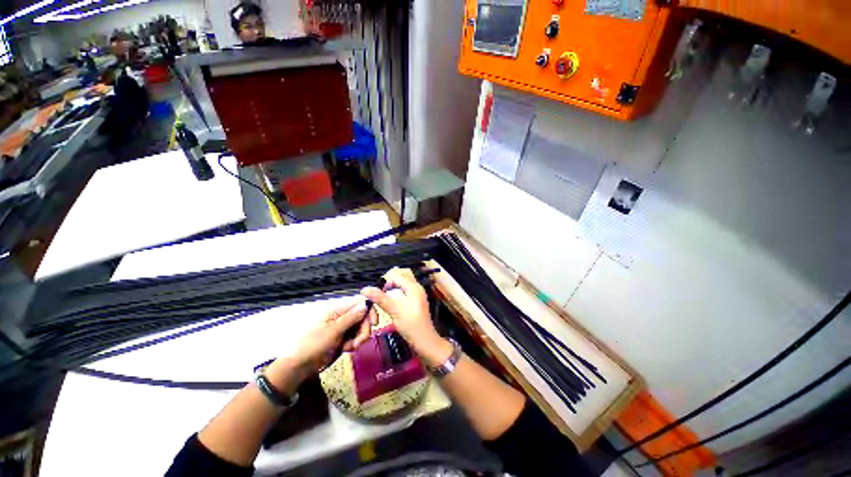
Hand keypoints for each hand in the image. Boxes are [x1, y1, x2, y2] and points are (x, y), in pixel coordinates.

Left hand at [266, 297, 373, 387]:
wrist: (299, 366)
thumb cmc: (312, 345)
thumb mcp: (333, 331)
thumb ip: (351, 317)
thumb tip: (366, 304)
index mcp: (338, 309)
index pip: (360, 302)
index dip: (370, 311)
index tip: (374, 324)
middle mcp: (342, 315)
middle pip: (363, 316)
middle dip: (364, 329)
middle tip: (358, 342)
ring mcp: (342, 326)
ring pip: (361, 327)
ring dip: (359, 338)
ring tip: (349, 347)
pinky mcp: (342, 337)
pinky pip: (355, 336)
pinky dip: (354, 343)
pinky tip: (346, 349)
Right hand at [361, 268, 450, 366]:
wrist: (424, 341)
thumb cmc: (411, 324)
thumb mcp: (394, 309)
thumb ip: (380, 298)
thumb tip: (365, 289)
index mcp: (413, 286)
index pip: (396, 276)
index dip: (384, 282)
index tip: (375, 292)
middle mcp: (416, 288)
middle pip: (399, 279)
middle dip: (387, 284)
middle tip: (378, 294)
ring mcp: (416, 296)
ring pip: (400, 287)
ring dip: (390, 290)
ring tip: (382, 299)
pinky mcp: (414, 303)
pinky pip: (402, 294)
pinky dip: (394, 296)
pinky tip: (389, 304)